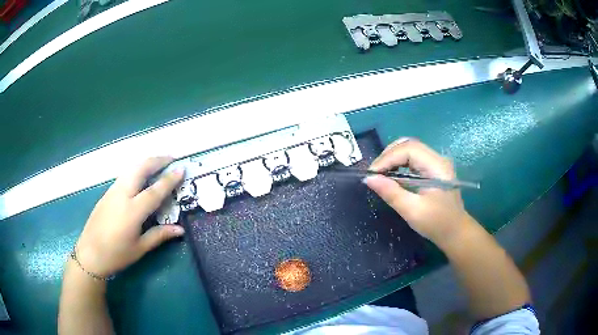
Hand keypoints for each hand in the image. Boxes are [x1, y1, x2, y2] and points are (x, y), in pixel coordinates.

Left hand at [75, 157, 184, 276]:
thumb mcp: (140, 248)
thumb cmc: (116, 255)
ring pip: (131, 169)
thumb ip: (160, 235)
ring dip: (146, 163)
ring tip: (158, 164)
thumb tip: (180, 229)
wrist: (89, 254)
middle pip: (140, 168)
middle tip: (171, 159)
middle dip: (157, 160)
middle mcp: (122, 195)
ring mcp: (112, 191)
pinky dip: (136, 170)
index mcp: (132, 211)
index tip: (182, 168)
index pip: (155, 190)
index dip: (170, 179)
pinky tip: (141, 178)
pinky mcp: (107, 193)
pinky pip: (124, 175)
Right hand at [365, 139, 470, 244]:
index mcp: (437, 166)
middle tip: (375, 173)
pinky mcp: (433, 170)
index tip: (372, 174)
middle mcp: (437, 159)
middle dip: (389, 155)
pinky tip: (392, 176)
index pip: (409, 149)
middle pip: (409, 145)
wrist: (456, 233)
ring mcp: (436, 163)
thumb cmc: (437, 224)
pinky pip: (413, 159)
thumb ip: (391, 193)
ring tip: (380, 174)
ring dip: (393, 159)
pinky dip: (399, 164)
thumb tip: (369, 179)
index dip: (388, 158)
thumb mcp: (413, 211)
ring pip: (410, 150)